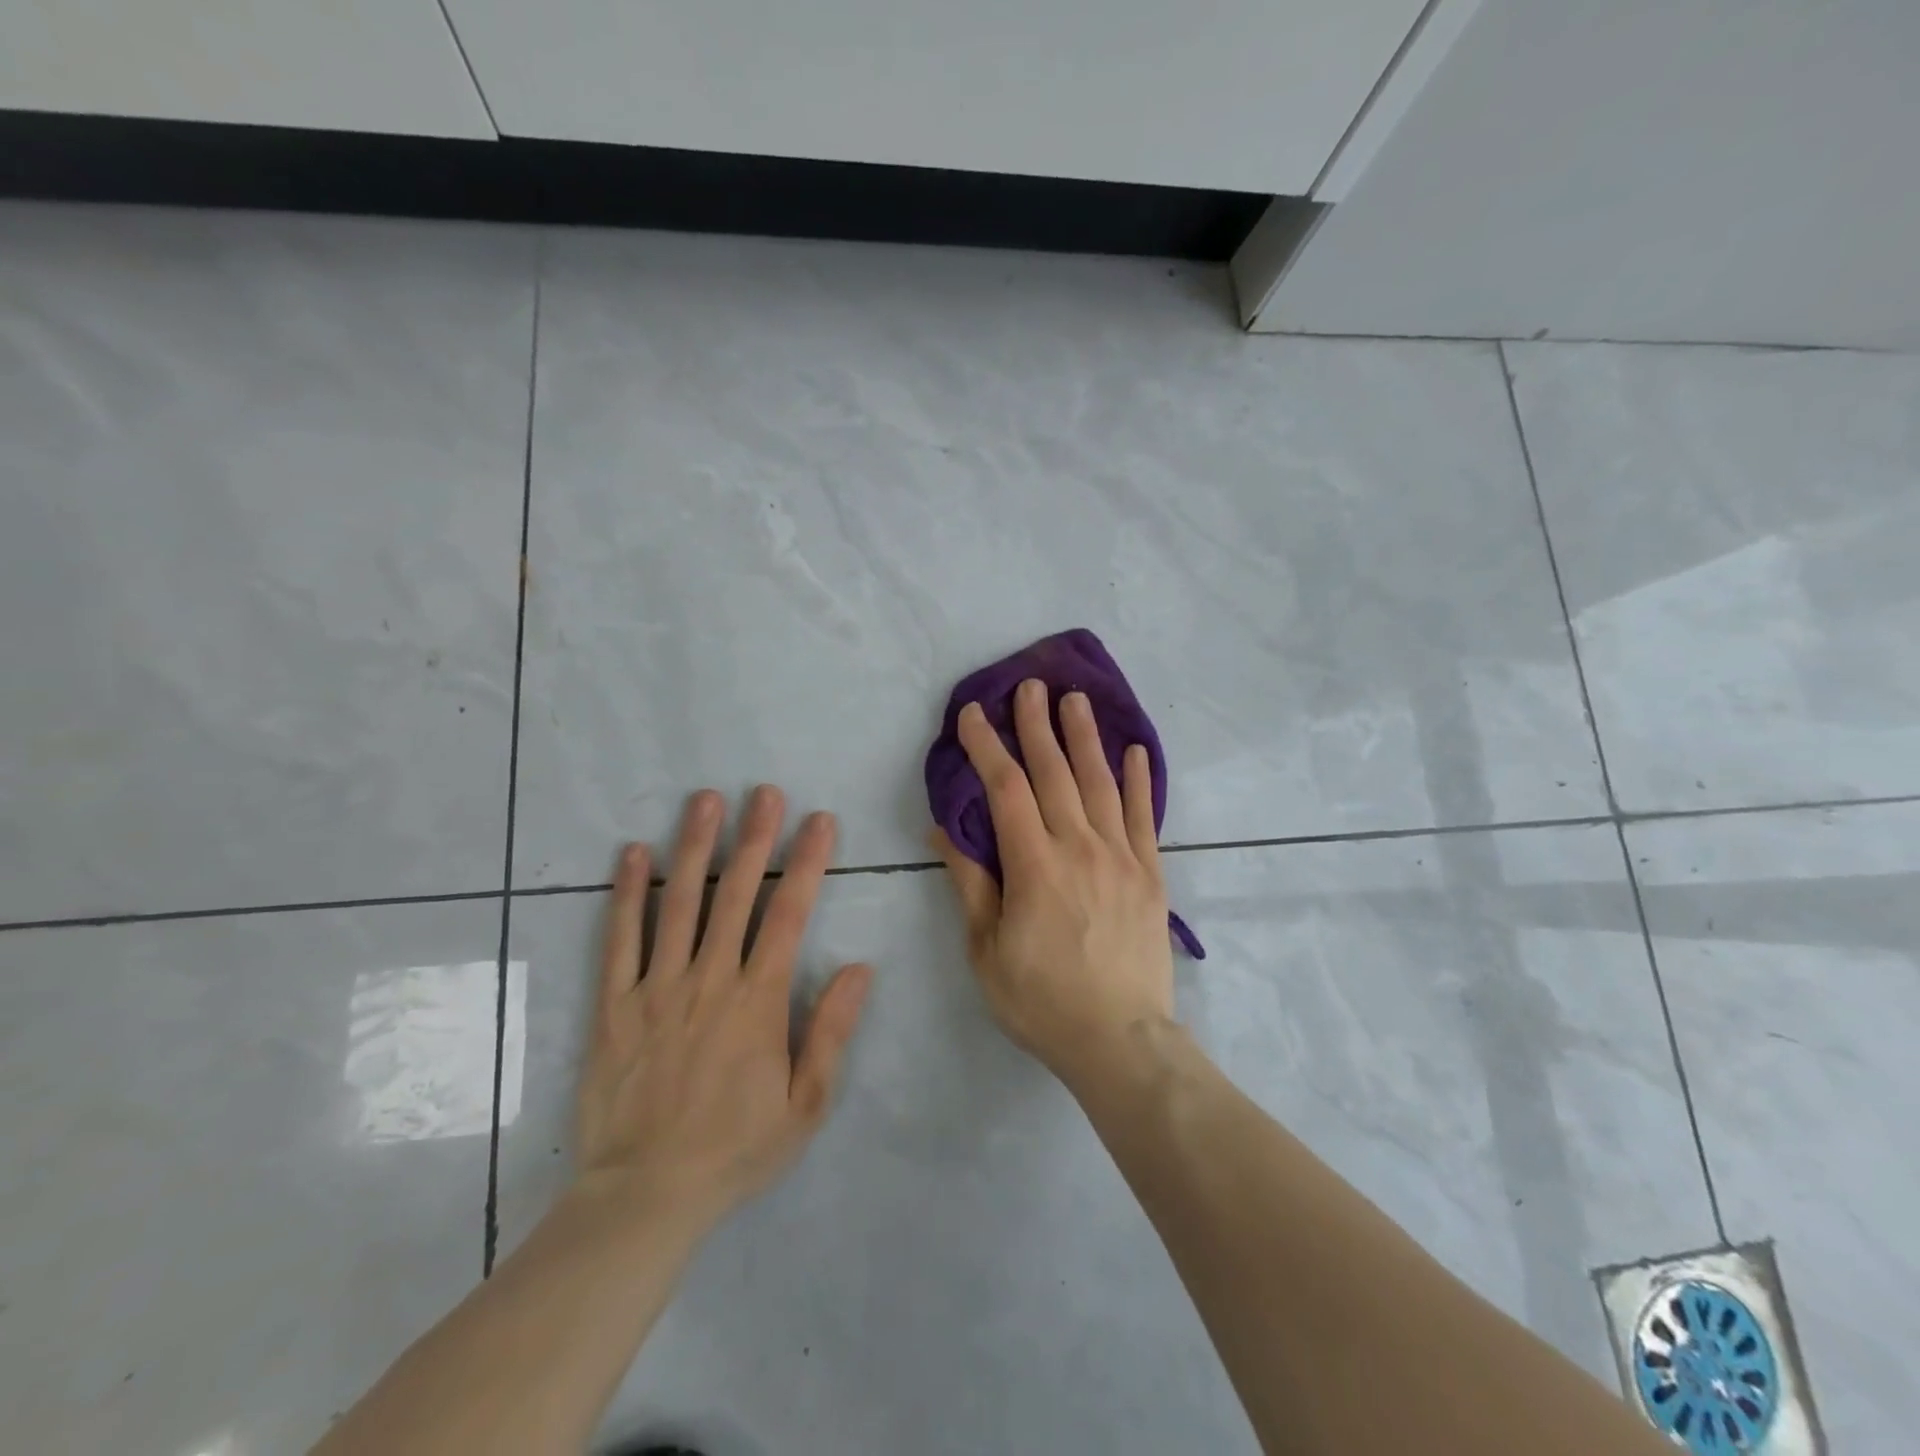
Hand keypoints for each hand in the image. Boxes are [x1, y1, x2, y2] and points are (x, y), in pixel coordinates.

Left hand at [575, 786, 873, 1232]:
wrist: (644, 1197)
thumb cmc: (735, 1149)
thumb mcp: (806, 1105)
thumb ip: (831, 1031)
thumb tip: (861, 968)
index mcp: (758, 1001)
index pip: (789, 914)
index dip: (807, 862)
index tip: (819, 820)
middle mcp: (708, 980)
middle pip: (735, 895)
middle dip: (754, 838)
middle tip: (763, 791)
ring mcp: (656, 988)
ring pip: (678, 903)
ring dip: (694, 847)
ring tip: (705, 800)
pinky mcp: (614, 1005)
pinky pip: (619, 939)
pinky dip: (626, 893)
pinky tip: (632, 853)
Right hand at [932, 679, 1174, 1090]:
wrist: (1121, 1041)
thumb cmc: (1042, 1001)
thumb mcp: (987, 951)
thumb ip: (970, 885)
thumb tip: (944, 832)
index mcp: (1034, 866)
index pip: (1006, 789)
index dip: (986, 747)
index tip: (972, 714)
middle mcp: (1080, 848)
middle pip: (1055, 773)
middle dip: (1037, 726)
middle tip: (1031, 685)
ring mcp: (1121, 857)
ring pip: (1100, 783)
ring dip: (1085, 737)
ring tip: (1076, 700)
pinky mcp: (1150, 874)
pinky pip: (1143, 816)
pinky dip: (1139, 780)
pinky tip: (1135, 751)